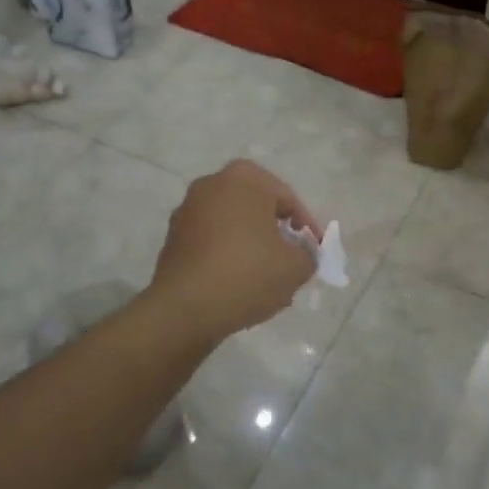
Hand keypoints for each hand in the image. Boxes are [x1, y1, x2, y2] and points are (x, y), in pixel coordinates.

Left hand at [148, 160, 319, 341]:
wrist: (184, 310)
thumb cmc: (247, 274)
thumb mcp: (296, 266)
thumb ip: (308, 254)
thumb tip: (301, 254)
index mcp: (244, 178)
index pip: (288, 200)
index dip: (307, 228)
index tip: (315, 252)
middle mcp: (212, 184)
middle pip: (258, 209)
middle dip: (277, 234)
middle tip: (293, 261)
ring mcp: (187, 210)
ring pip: (234, 226)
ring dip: (252, 246)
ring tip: (268, 278)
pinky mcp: (173, 238)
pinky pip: (212, 242)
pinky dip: (228, 256)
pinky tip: (239, 284)